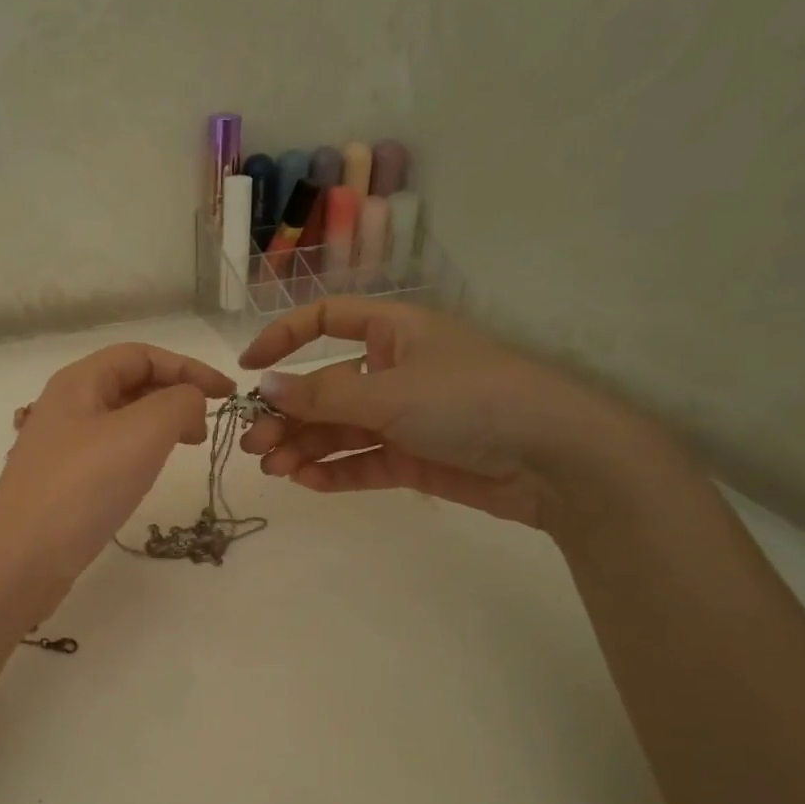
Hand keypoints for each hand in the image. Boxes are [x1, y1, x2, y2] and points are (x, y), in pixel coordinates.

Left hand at [0, 342, 235, 585]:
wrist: (21, 558)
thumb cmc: (83, 486)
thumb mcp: (143, 432)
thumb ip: (179, 403)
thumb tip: (190, 402)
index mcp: (79, 381)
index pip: (141, 355)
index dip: (188, 367)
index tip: (227, 394)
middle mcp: (66, 406)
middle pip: (129, 383)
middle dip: (174, 394)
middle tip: (207, 426)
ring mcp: (62, 446)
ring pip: (121, 419)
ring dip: (159, 424)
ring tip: (186, 446)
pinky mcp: (64, 482)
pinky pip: (110, 451)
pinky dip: (140, 451)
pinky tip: (150, 472)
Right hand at [237, 298, 653, 532]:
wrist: (555, 460)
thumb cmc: (471, 401)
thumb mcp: (391, 392)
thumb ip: (323, 395)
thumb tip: (264, 387)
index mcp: (394, 333)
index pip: (328, 320)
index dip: (284, 338)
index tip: (249, 369)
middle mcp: (394, 370)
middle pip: (325, 386)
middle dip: (288, 414)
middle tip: (256, 445)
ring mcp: (404, 417)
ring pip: (339, 430)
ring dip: (304, 447)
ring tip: (275, 470)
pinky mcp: (413, 459)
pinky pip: (362, 462)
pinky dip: (334, 472)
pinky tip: (306, 482)